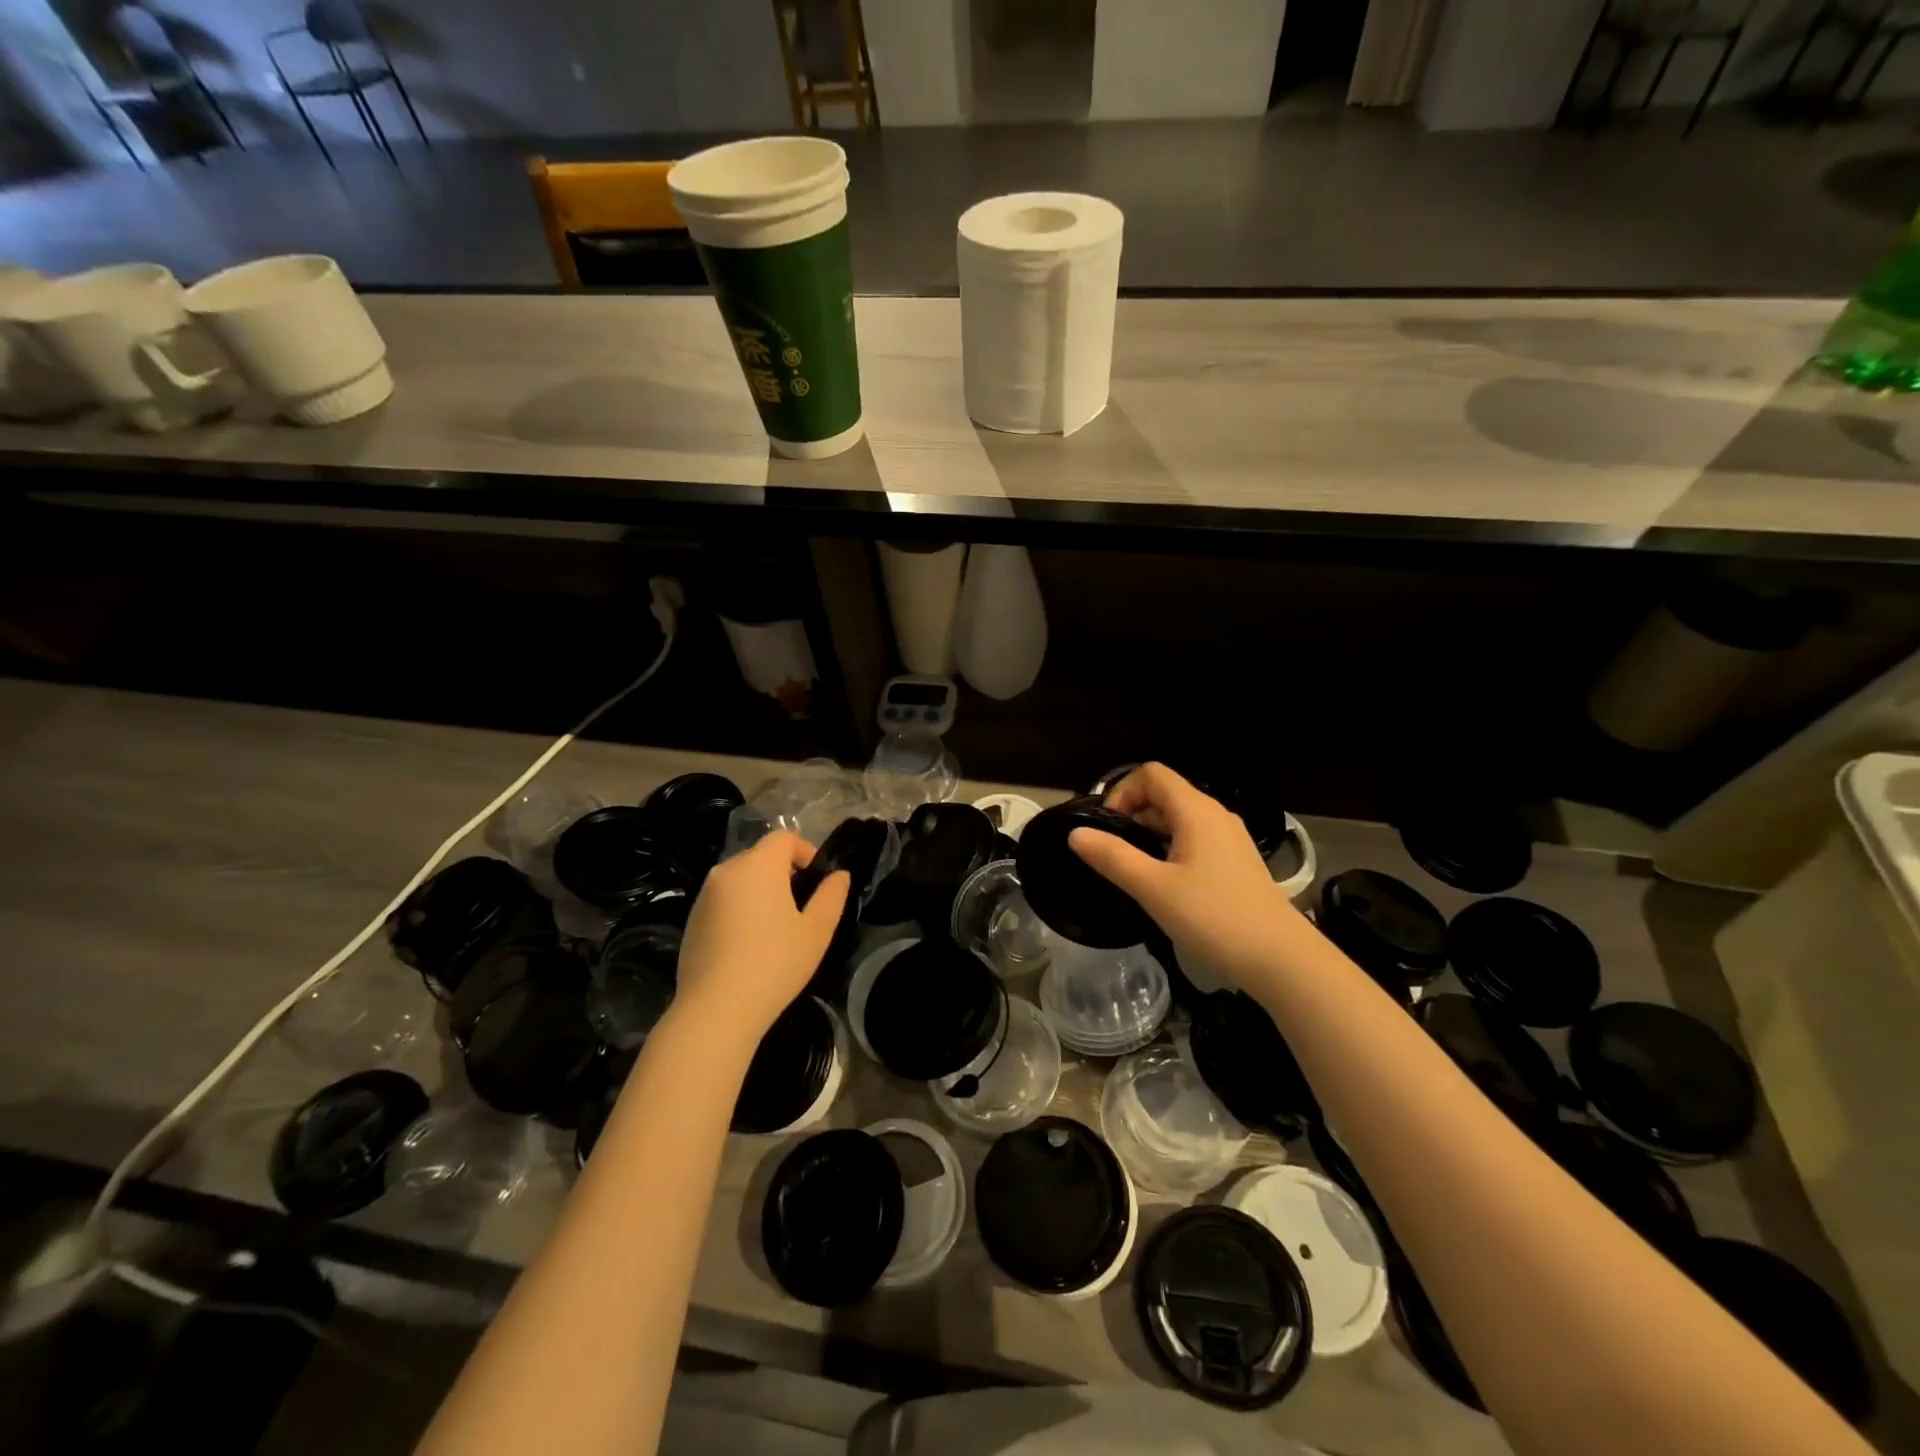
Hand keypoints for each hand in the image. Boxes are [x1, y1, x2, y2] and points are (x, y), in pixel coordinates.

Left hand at [674, 831, 848, 1045]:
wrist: (716, 1010)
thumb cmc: (774, 964)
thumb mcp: (816, 931)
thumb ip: (831, 896)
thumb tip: (839, 875)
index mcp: (758, 865)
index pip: (784, 837)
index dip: (805, 851)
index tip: (817, 879)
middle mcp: (727, 871)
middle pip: (760, 856)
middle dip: (783, 872)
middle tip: (801, 906)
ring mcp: (704, 896)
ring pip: (740, 879)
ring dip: (760, 891)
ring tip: (775, 928)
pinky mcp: (691, 920)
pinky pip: (723, 900)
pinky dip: (739, 909)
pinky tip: (749, 946)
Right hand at [1069, 762, 1303, 990]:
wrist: (1281, 959)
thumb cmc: (1214, 918)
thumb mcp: (1153, 888)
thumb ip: (1112, 857)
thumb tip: (1076, 833)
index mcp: (1196, 811)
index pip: (1151, 774)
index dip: (1122, 791)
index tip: (1106, 827)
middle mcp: (1215, 815)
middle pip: (1165, 793)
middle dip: (1132, 812)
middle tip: (1110, 850)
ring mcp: (1230, 838)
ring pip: (1180, 818)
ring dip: (1150, 832)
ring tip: (1132, 867)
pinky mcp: (1237, 862)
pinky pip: (1194, 838)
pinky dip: (1170, 846)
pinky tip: (1163, 882)